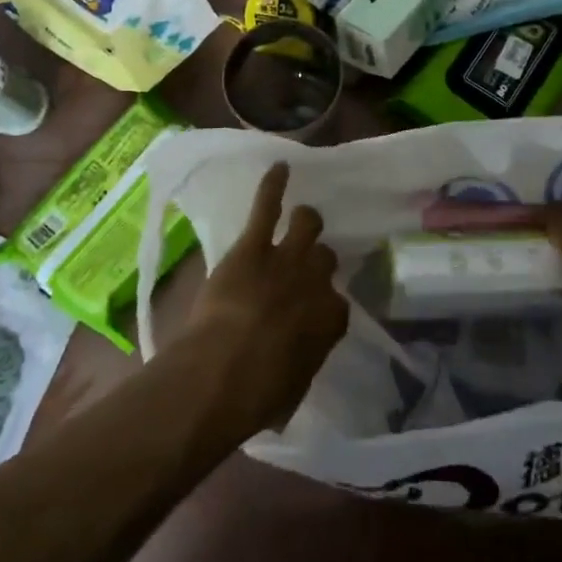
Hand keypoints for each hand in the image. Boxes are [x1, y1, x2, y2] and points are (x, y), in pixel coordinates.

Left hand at [178, 162, 347, 431]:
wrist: (222, 373)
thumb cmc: (258, 395)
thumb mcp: (294, 387)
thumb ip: (303, 362)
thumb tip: (294, 366)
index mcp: (332, 319)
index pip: (338, 303)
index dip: (323, 304)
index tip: (310, 312)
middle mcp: (316, 281)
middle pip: (325, 257)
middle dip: (314, 262)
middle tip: (299, 269)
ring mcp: (286, 258)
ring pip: (306, 223)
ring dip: (303, 221)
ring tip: (299, 218)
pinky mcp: (252, 246)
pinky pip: (267, 206)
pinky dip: (273, 184)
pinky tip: (279, 166)